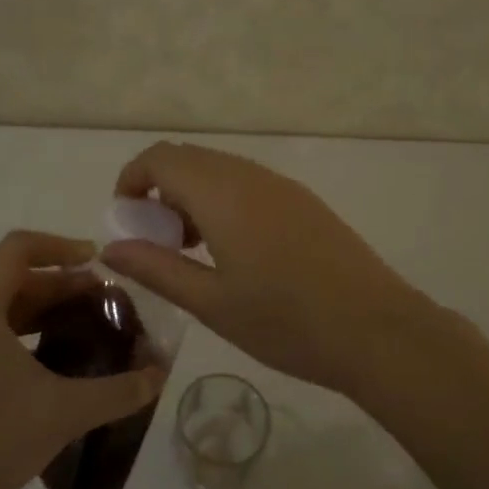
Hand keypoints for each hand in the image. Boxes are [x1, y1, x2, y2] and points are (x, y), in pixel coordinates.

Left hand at [0, 231, 167, 488]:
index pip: (17, 248)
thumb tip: (160, 375)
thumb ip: (117, 391)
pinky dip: (19, 332)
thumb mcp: (62, 413)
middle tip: (102, 299)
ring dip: (40, 308)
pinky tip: (47, 363)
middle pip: (10, 278)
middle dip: (59, 283)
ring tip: (81, 325)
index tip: (97, 262)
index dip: (60, 245)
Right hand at [100, 143, 438, 396]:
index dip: (132, 179)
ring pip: (219, 169)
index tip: (125, 218)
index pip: (161, 158)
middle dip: (160, 188)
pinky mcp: (303, 201)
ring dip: (192, 195)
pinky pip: (247, 182)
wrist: (377, 329)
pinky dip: (222, 200)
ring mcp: (281, 185)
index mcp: (221, 193)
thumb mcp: (211, 303)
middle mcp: (249, 176)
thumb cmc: (286, 322)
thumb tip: (111, 247)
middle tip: (155, 239)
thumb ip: (156, 269)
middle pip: (189, 159)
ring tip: (191, 249)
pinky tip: (233, 250)